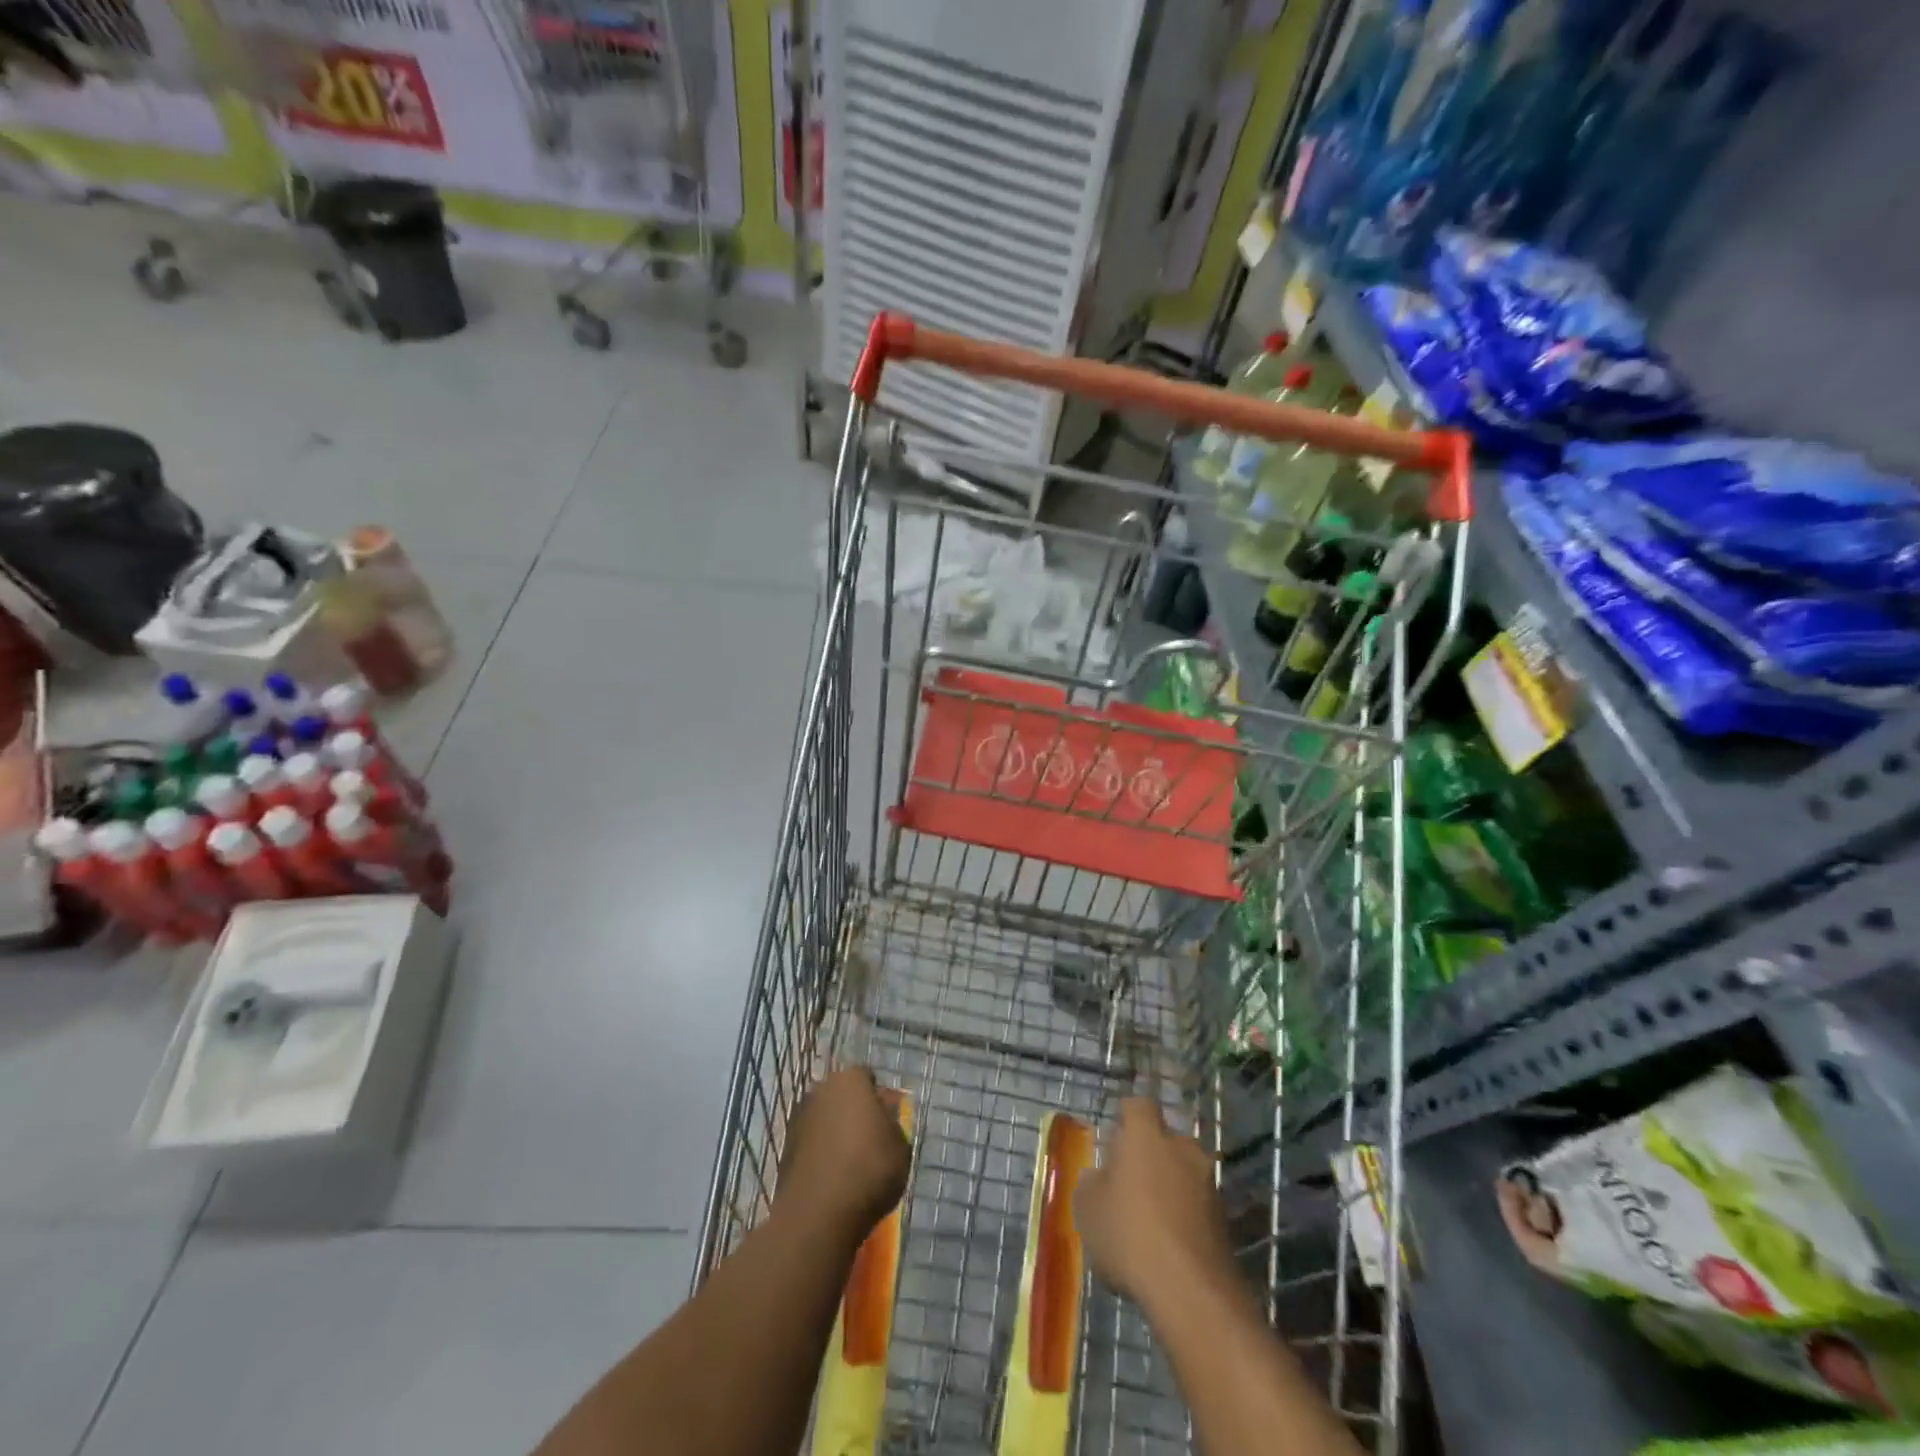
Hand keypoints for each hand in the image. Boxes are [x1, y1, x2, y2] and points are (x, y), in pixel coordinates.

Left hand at [775, 1067, 911, 1246]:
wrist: (818, 1214)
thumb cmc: (869, 1170)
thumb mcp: (901, 1146)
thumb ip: (893, 1123)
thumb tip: (883, 1114)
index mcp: (851, 1080)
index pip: (867, 1078)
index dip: (879, 1098)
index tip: (887, 1121)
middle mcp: (821, 1090)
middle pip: (843, 1095)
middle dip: (855, 1111)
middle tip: (871, 1140)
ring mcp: (799, 1118)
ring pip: (825, 1118)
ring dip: (836, 1132)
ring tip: (851, 1163)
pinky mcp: (785, 1147)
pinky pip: (811, 1142)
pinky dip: (821, 1153)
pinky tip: (833, 1177)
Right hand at [1077, 1099, 1234, 1308]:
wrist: (1191, 1292)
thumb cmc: (1129, 1234)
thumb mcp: (1088, 1209)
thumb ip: (1091, 1184)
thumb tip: (1099, 1177)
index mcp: (1147, 1136)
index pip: (1138, 1105)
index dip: (1126, 1117)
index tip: (1114, 1137)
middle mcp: (1182, 1148)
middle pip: (1164, 1140)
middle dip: (1149, 1155)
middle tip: (1129, 1182)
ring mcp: (1209, 1183)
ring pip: (1182, 1172)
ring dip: (1168, 1186)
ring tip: (1148, 1219)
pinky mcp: (1225, 1219)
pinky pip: (1196, 1204)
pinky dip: (1183, 1215)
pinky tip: (1168, 1245)